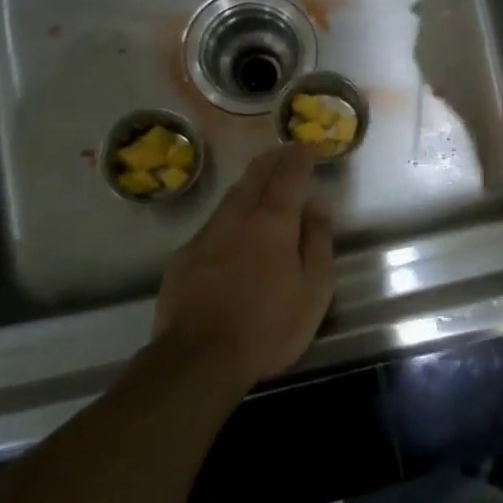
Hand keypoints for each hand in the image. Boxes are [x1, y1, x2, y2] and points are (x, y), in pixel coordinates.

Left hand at [154, 144, 334, 387]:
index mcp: (273, 222)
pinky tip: (231, 224)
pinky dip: (228, 212)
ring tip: (260, 176)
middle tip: (282, 150)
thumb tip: (318, 205)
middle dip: (271, 160)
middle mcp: (238, 218)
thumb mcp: (314, 290)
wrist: (199, 358)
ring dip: (248, 182)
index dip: (299, 158)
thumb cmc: (269, 326)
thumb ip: (318, 242)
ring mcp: (206, 235)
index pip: (289, 177)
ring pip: (230, 197)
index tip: (307, 145)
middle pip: (255, 178)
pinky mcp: (184, 257)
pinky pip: (212, 223)